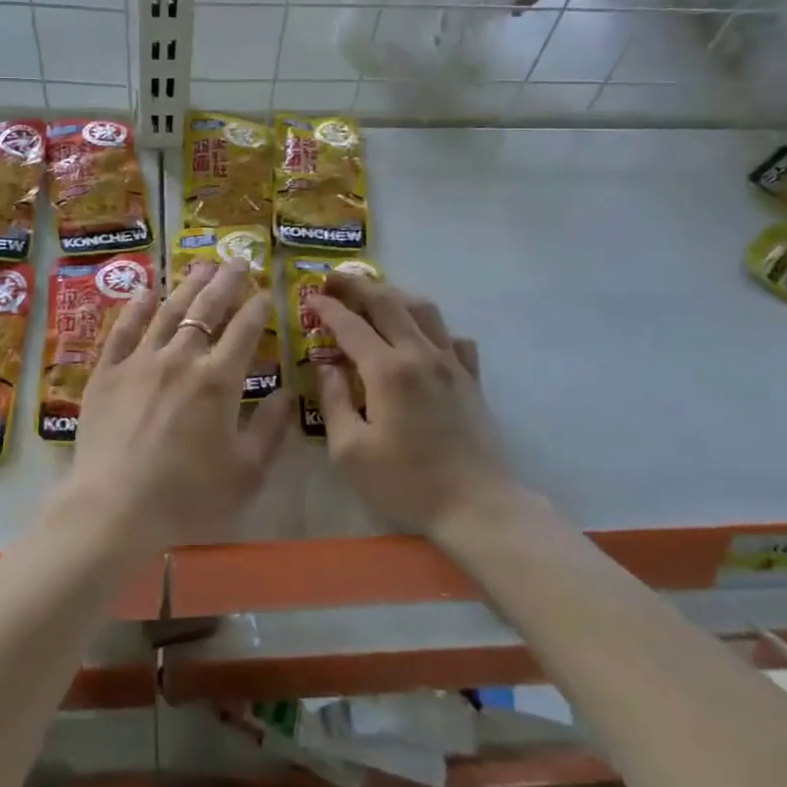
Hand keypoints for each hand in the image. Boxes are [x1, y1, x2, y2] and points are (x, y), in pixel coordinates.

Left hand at [64, 258, 292, 554]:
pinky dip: (136, 306)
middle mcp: (181, 358)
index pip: (245, 329)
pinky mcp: (108, 371)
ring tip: (201, 265)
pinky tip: (145, 289)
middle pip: (207, 308)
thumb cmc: (187, 497)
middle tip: (239, 260)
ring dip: (188, 284)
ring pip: (168, 310)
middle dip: (227, 281)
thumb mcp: (246, 472)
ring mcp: (140, 360)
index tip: (266, 291)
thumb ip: (271, 428)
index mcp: (219, 380)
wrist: (114, 509)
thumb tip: (285, 392)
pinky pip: (123, 329)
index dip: (258, 306)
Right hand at [308, 274, 519, 538]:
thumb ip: (334, 401)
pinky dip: (433, 328)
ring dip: (395, 295)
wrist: (477, 507)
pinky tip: (422, 339)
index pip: (351, 324)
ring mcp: (452, 363)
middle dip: (357, 285)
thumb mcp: (350, 451)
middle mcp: (421, 354)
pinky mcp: (472, 378)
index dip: (328, 308)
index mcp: (388, 370)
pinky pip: (454, 337)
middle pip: (388, 302)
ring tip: (374, 296)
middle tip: (334, 280)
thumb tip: (326, 366)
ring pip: (424, 309)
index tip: (309, 297)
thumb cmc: (406, 483)